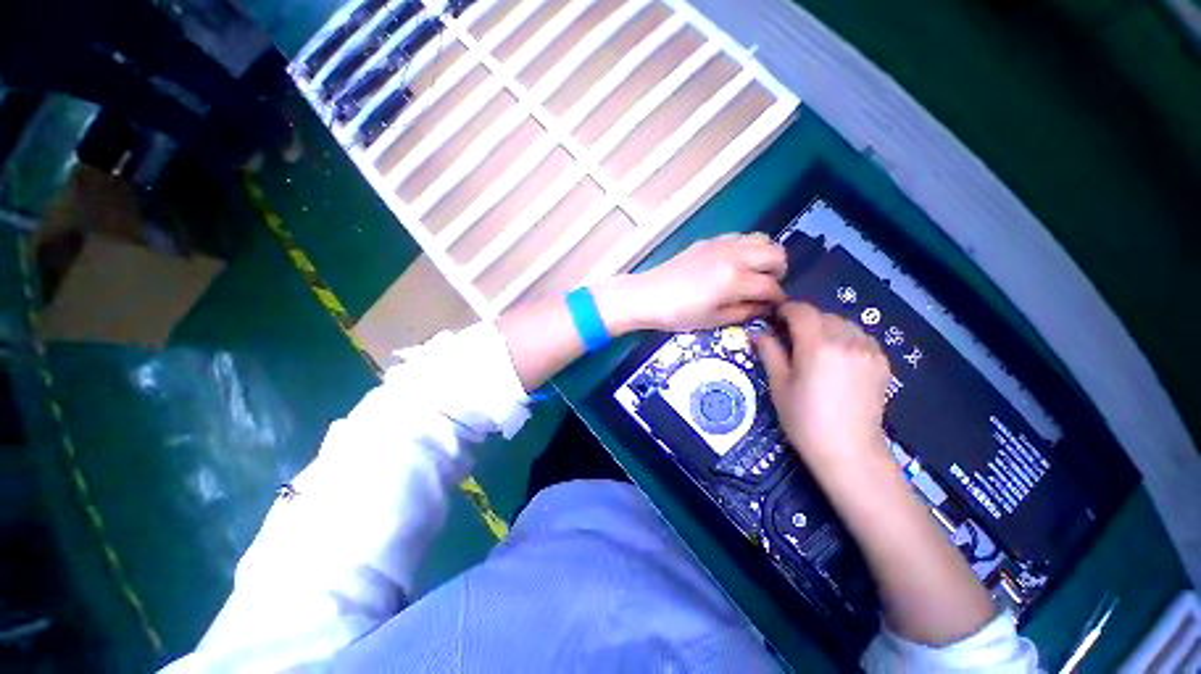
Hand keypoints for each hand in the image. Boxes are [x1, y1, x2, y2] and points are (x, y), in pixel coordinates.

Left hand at [597, 233, 786, 333]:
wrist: (648, 295)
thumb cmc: (678, 314)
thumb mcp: (714, 320)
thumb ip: (745, 312)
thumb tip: (765, 306)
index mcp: (735, 279)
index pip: (771, 286)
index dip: (777, 299)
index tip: (773, 306)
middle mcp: (734, 256)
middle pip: (776, 254)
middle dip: (778, 272)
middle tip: (765, 287)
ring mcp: (721, 244)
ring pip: (762, 239)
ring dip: (765, 256)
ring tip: (753, 274)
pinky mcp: (709, 240)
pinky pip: (740, 237)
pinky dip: (747, 248)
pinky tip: (733, 264)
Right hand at [755, 303, 891, 470]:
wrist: (848, 450)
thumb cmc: (804, 419)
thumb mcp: (779, 385)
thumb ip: (769, 352)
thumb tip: (758, 332)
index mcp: (817, 346)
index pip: (801, 311)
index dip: (785, 310)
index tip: (774, 318)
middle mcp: (847, 341)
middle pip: (822, 315)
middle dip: (804, 320)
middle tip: (790, 338)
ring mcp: (868, 351)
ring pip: (843, 323)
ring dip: (825, 328)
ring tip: (815, 348)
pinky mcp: (882, 362)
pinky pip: (860, 337)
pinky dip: (845, 338)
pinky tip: (837, 357)